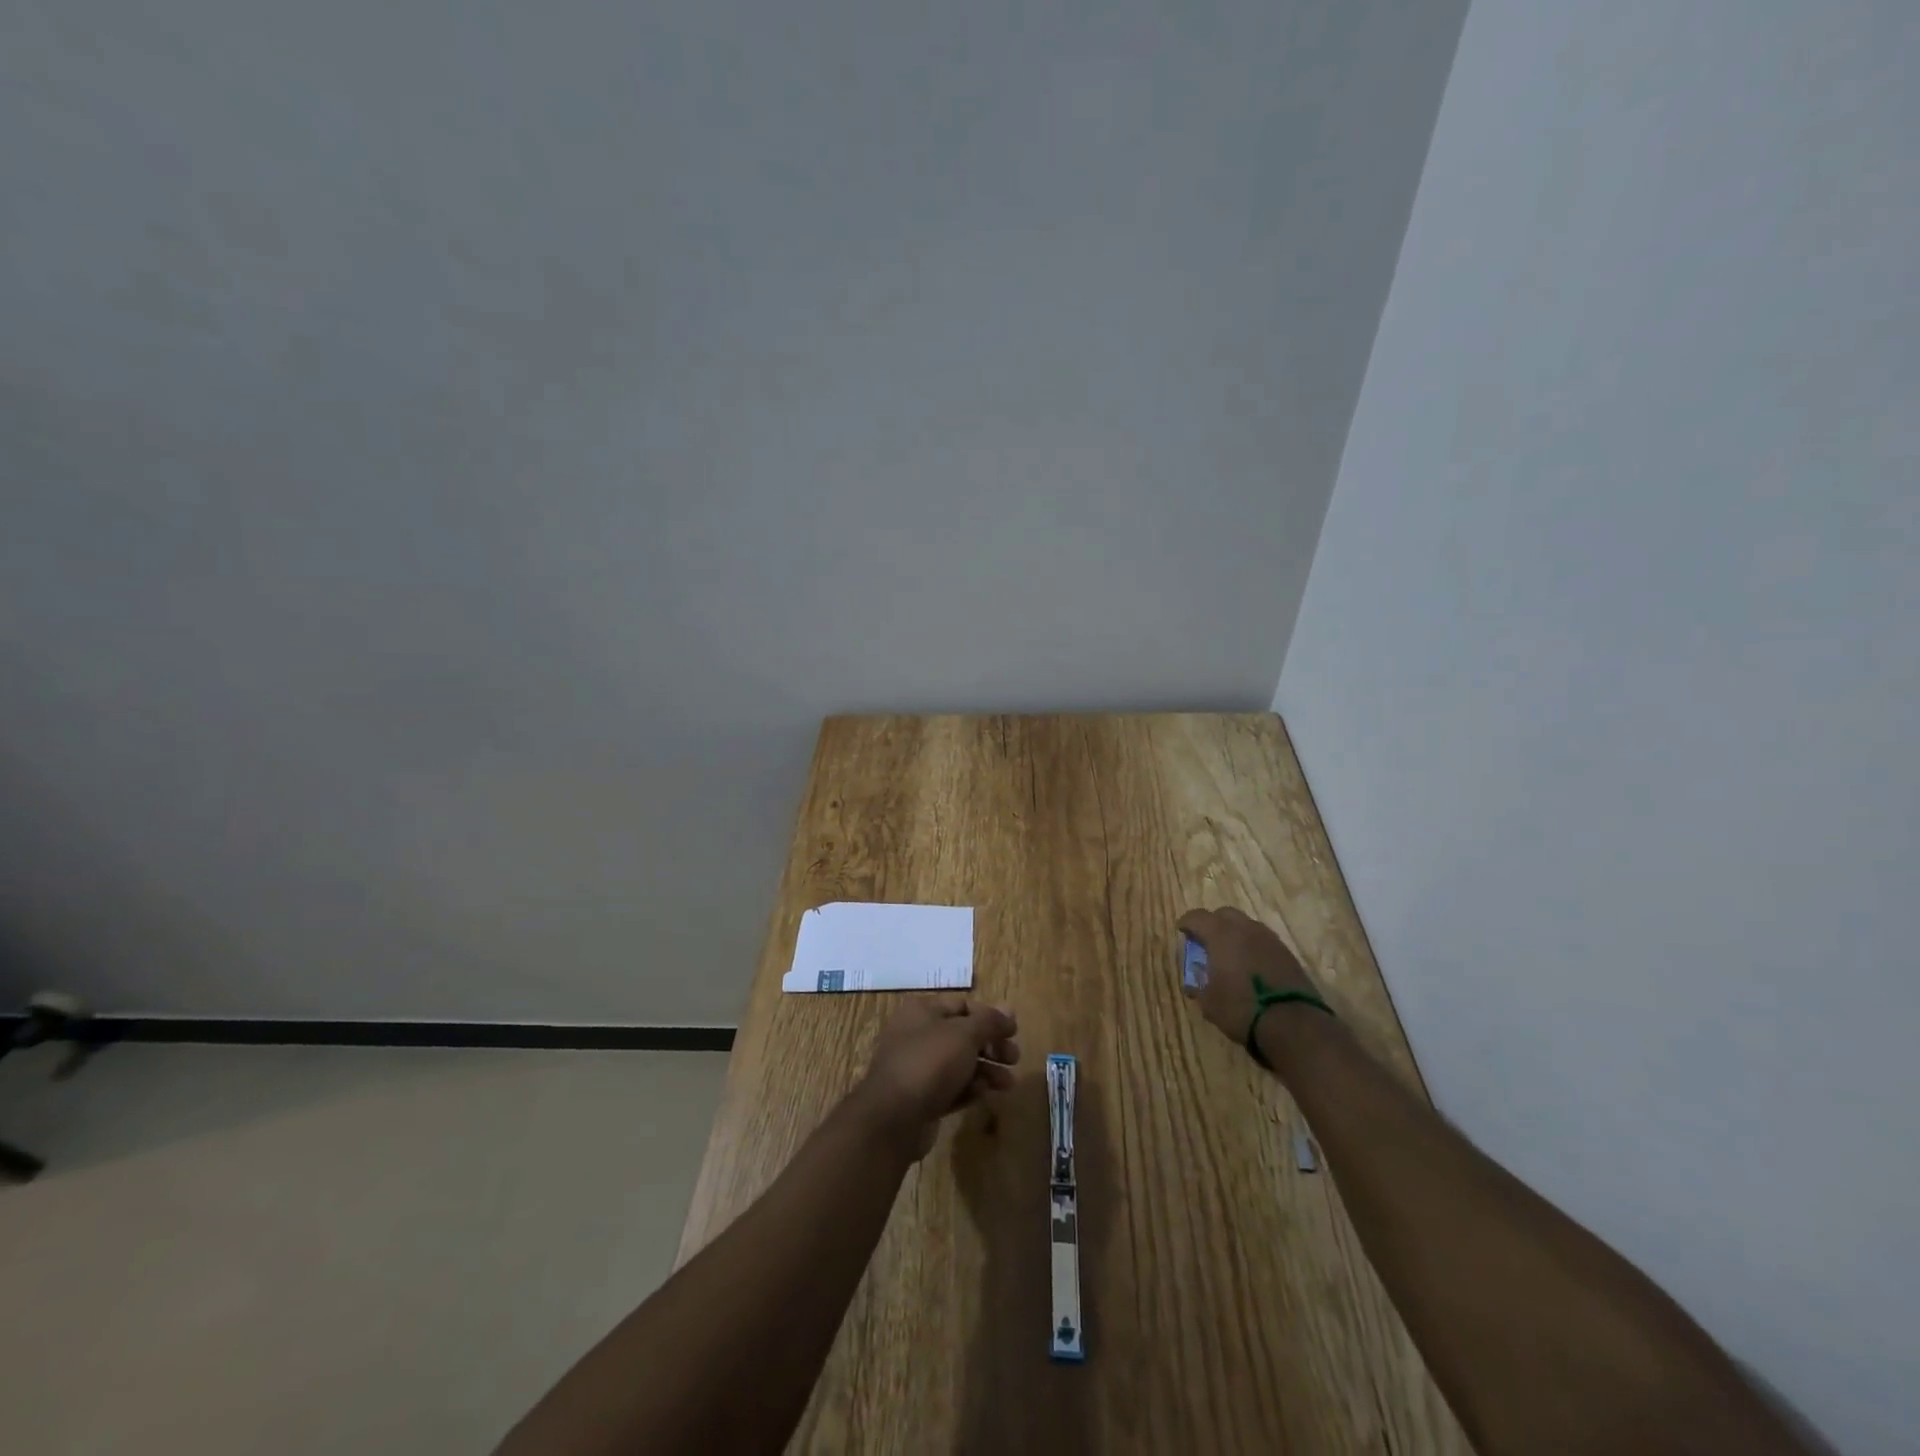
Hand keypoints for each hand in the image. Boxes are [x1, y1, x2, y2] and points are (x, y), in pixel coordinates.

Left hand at [852, 997, 1019, 1158]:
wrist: (893, 1118)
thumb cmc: (930, 1063)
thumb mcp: (964, 1034)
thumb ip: (989, 1021)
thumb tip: (1009, 1011)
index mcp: (922, 1011)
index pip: (963, 1005)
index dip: (990, 1017)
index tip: (1014, 1033)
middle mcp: (917, 1034)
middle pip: (963, 1035)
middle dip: (991, 1046)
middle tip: (1014, 1059)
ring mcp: (917, 1067)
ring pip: (959, 1063)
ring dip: (986, 1070)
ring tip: (1007, 1084)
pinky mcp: (921, 1098)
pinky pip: (951, 1087)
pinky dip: (970, 1089)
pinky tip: (985, 1095)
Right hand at [1177, 907, 1320, 1047]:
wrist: (1292, 1023)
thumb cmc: (1241, 1009)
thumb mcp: (1209, 1002)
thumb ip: (1198, 985)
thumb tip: (1194, 982)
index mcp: (1220, 934)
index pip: (1197, 917)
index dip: (1187, 922)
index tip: (1181, 931)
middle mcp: (1245, 929)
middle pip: (1224, 914)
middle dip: (1213, 924)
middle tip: (1206, 941)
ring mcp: (1269, 939)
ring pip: (1247, 925)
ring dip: (1235, 934)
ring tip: (1230, 954)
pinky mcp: (1287, 953)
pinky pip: (1263, 941)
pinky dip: (1253, 947)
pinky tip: (1251, 966)